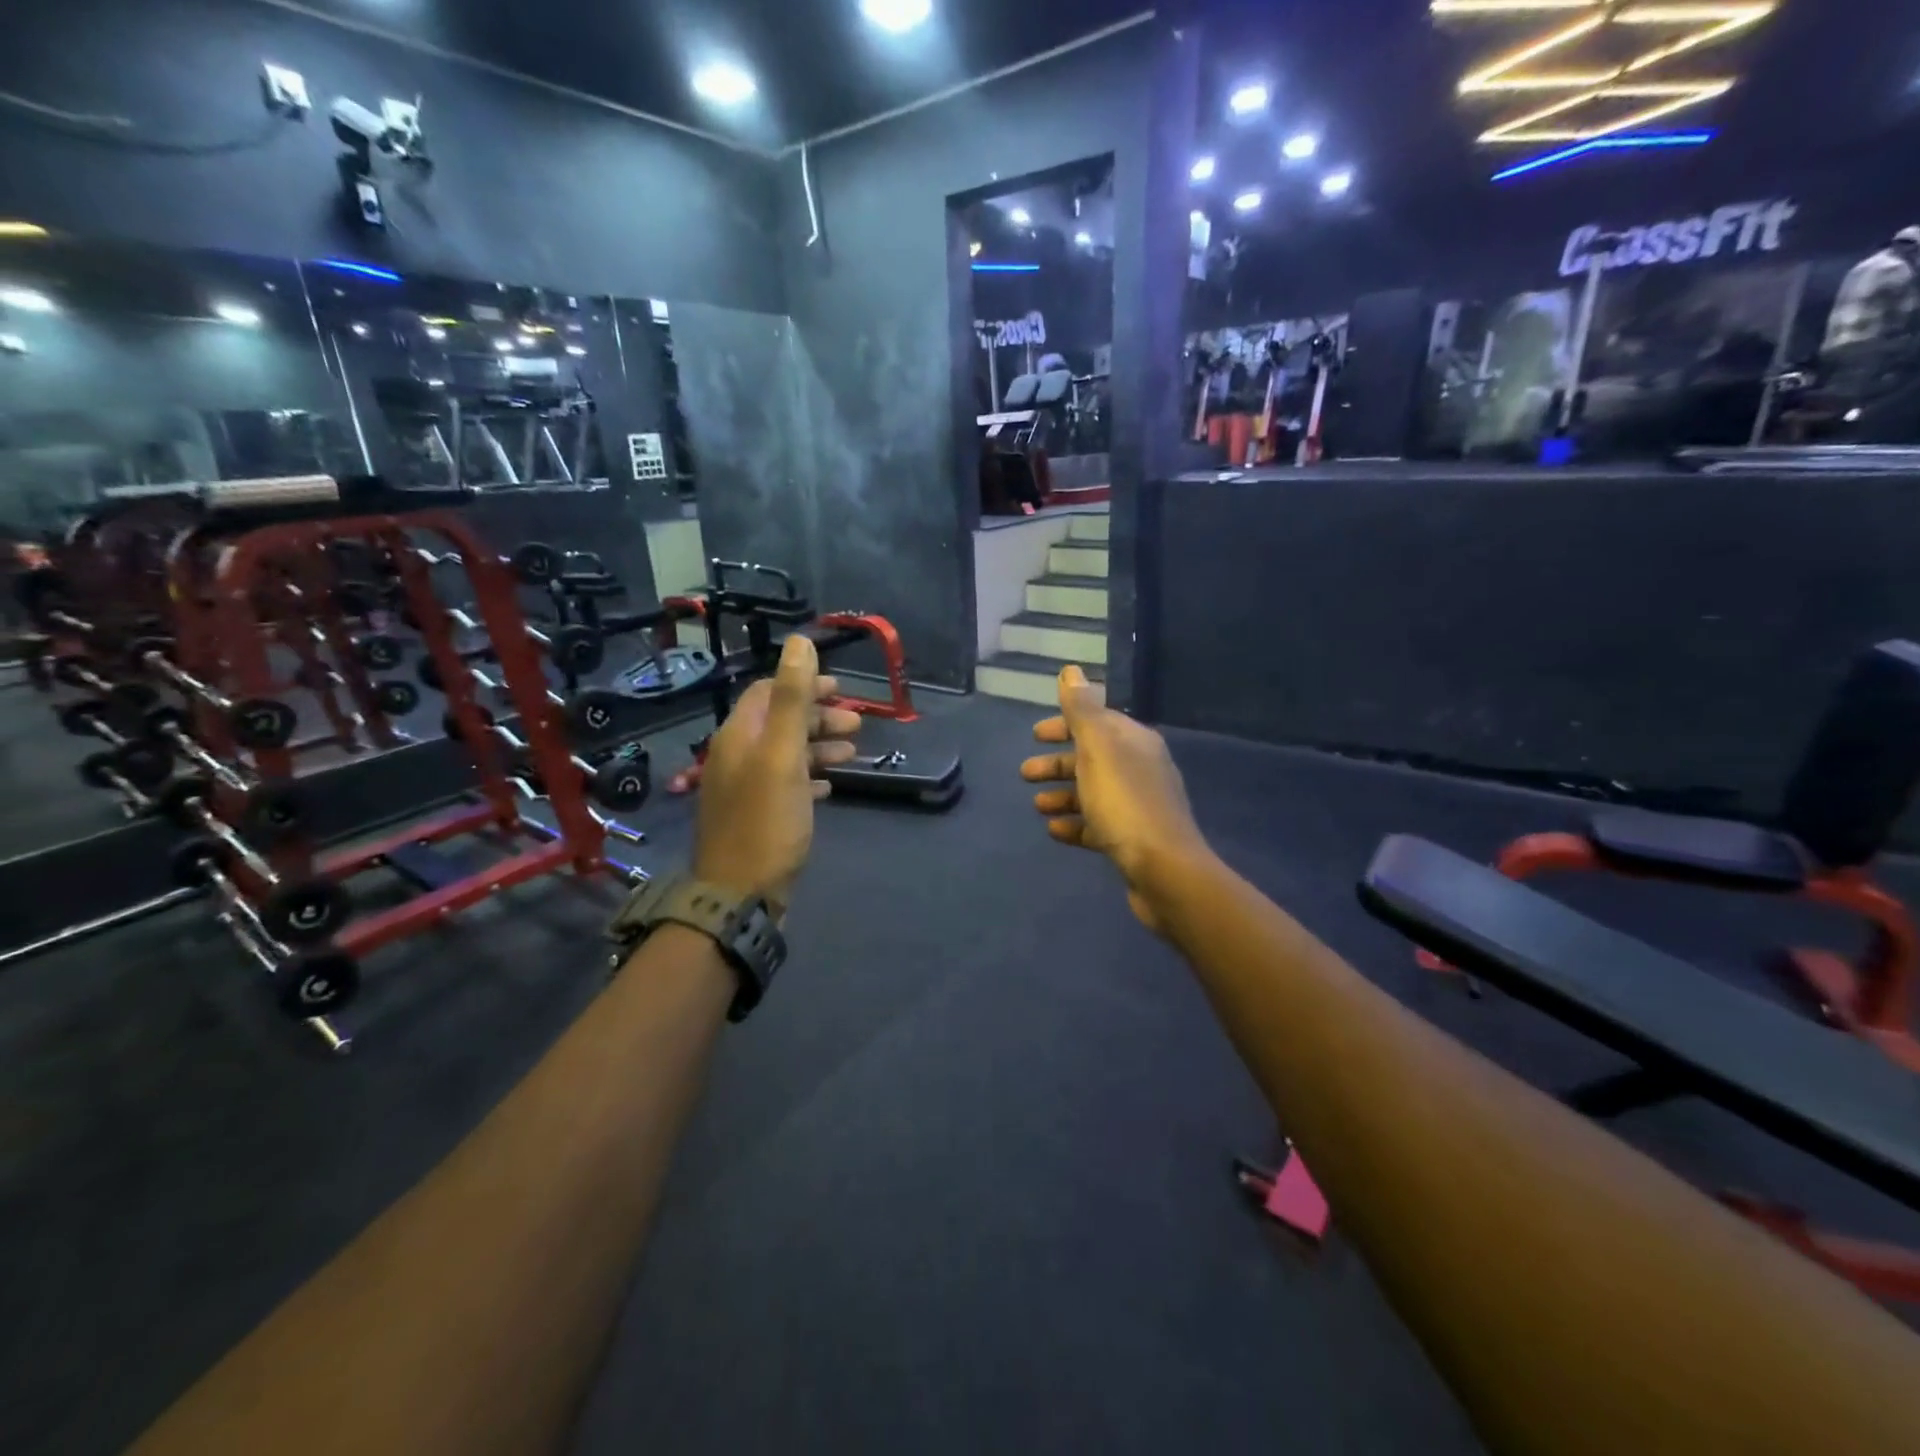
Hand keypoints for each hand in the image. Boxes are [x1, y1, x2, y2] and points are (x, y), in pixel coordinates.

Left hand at [693, 634, 861, 909]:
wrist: (739, 895)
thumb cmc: (766, 821)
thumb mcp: (782, 755)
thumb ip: (790, 698)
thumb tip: (799, 642)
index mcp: (739, 736)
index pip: (768, 691)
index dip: (804, 685)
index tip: (842, 690)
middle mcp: (736, 756)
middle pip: (779, 722)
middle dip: (818, 718)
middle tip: (857, 724)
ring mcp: (745, 788)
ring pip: (785, 754)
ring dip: (819, 747)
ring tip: (853, 755)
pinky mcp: (756, 816)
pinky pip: (785, 784)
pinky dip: (809, 778)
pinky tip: (830, 787)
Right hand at [1021, 665, 1210, 931]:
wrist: (1164, 870)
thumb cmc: (1125, 804)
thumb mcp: (1099, 750)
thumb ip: (1082, 710)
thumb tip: (1071, 671)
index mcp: (1135, 742)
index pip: (1097, 722)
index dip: (1065, 725)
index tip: (1035, 734)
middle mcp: (1140, 769)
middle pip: (1092, 759)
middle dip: (1057, 764)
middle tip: (1025, 773)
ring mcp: (1137, 806)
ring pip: (1092, 793)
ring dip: (1062, 795)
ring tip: (1037, 806)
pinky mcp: (1132, 840)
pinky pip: (1097, 825)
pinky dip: (1074, 824)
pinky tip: (1054, 831)